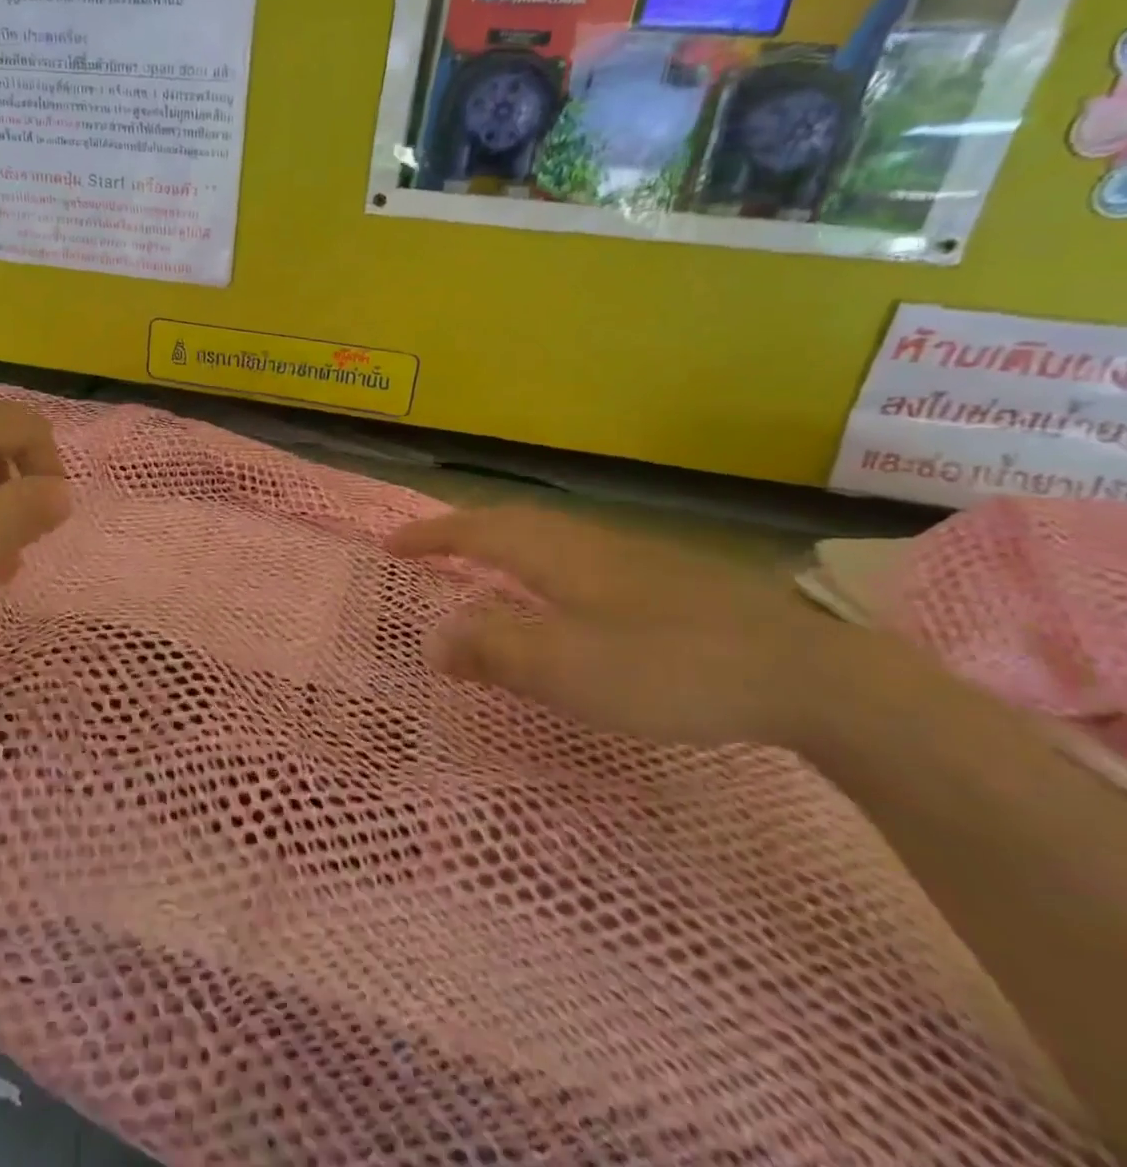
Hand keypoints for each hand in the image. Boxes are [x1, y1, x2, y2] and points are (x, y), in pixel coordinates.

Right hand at [387, 505, 897, 750]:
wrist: (807, 675)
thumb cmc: (669, 667)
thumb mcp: (566, 668)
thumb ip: (492, 650)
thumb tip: (431, 640)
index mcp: (557, 554)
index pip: (476, 531)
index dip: (430, 536)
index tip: (390, 545)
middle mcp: (588, 542)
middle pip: (512, 522)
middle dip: (462, 531)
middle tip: (428, 548)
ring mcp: (633, 558)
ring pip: (549, 537)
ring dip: (503, 544)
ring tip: (481, 565)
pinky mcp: (668, 581)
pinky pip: (579, 558)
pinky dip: (544, 566)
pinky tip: (563, 597)